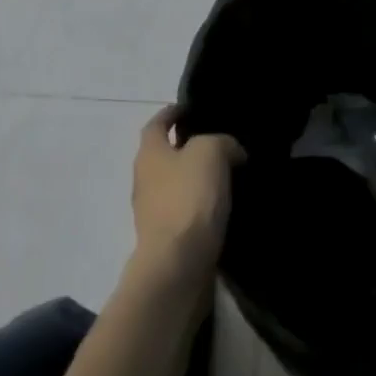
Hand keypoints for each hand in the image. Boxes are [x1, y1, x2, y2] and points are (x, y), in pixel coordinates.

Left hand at [130, 105, 245, 285]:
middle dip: (187, 147)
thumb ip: (222, 142)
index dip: (171, 113)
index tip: (189, 108)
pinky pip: (185, 213)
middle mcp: (144, 179)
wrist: (177, 266)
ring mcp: (152, 212)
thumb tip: (231, 151)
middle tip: (219, 144)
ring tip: (228, 177)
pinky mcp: (166, 240)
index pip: (157, 123)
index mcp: (149, 152)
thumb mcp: (210, 153)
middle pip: (164, 154)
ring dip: (196, 180)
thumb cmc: (188, 199)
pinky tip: (224, 209)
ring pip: (176, 185)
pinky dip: (201, 207)